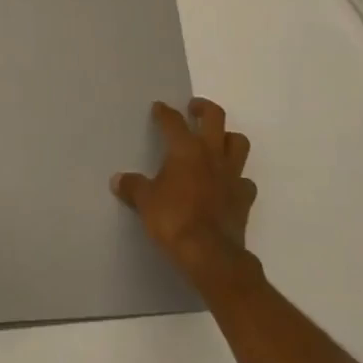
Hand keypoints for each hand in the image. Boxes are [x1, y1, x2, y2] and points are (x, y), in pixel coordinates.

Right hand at [112, 98, 256, 289]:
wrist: (211, 255)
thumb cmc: (174, 220)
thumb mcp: (145, 202)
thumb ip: (133, 187)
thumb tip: (117, 180)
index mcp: (186, 149)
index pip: (173, 121)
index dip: (164, 112)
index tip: (159, 108)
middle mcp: (211, 154)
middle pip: (215, 116)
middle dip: (204, 108)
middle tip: (194, 109)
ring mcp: (232, 174)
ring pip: (238, 142)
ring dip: (228, 138)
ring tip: (216, 143)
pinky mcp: (244, 198)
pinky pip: (245, 180)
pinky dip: (238, 179)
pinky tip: (228, 185)